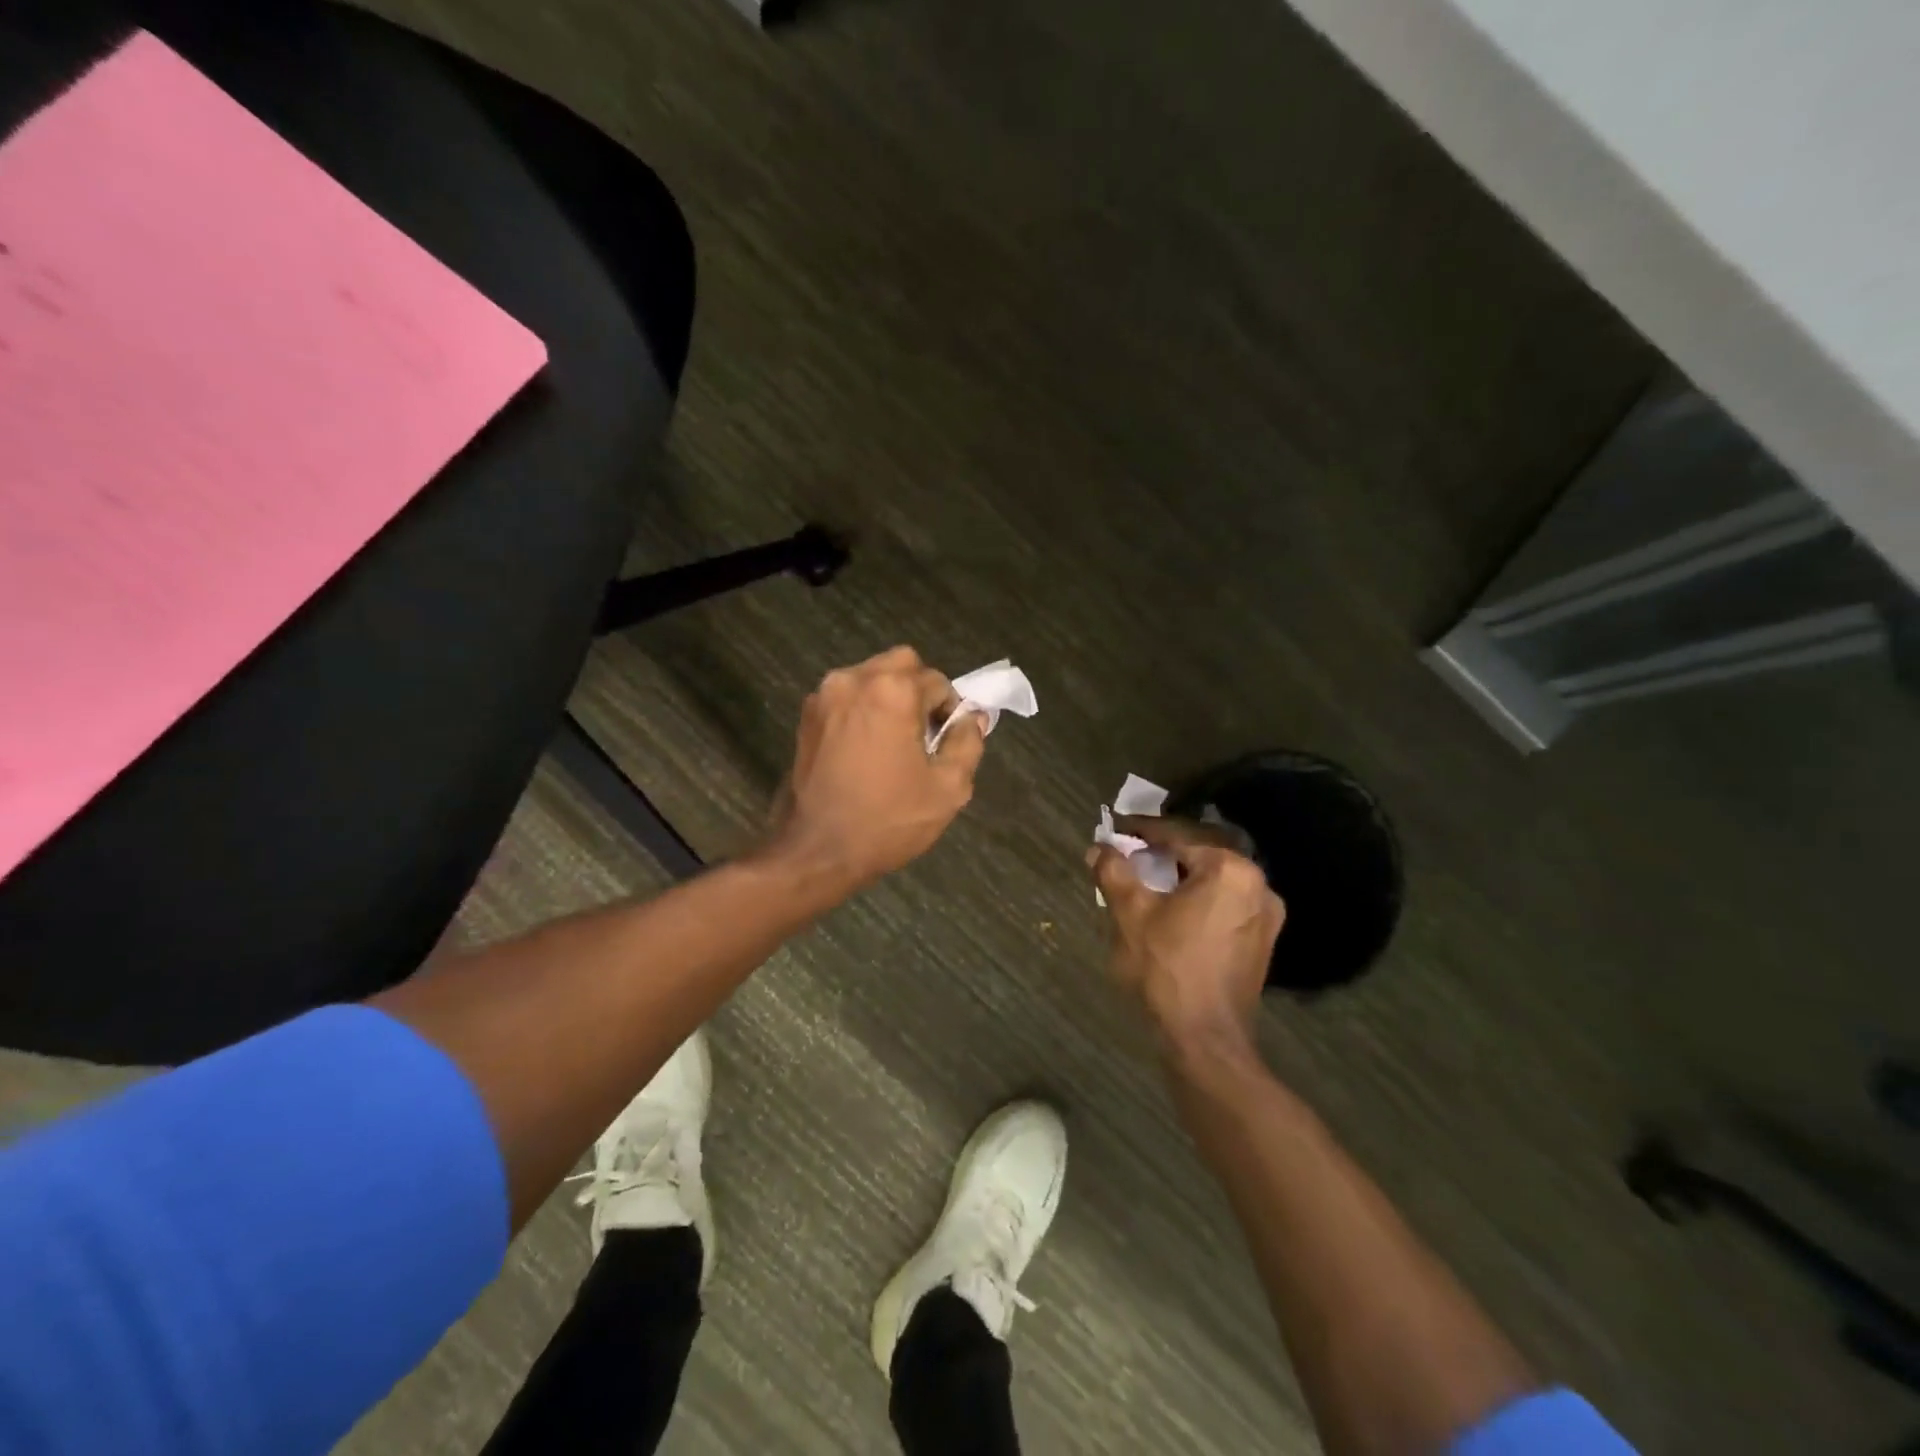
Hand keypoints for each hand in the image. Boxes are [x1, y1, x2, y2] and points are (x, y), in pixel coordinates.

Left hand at [763, 646, 985, 891]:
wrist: (817, 851)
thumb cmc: (888, 820)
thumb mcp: (948, 788)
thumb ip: (968, 742)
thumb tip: (973, 717)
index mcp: (893, 691)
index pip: (938, 682)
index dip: (950, 711)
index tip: (948, 742)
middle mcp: (855, 679)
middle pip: (902, 665)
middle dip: (919, 692)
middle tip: (923, 735)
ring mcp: (825, 695)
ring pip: (871, 677)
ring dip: (889, 698)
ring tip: (894, 743)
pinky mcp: (806, 716)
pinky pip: (847, 696)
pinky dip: (863, 710)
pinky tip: (866, 749)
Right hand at [1090, 817, 1284, 1061]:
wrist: (1205, 1039)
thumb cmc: (1167, 968)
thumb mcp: (1131, 913)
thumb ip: (1114, 871)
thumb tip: (1099, 848)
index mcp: (1230, 870)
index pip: (1178, 835)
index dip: (1143, 831)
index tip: (1116, 829)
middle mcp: (1258, 885)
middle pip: (1199, 856)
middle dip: (1162, 855)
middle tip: (1128, 856)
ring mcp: (1265, 916)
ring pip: (1213, 882)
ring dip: (1180, 878)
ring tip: (1145, 883)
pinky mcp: (1261, 942)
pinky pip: (1224, 905)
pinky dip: (1197, 900)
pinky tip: (1170, 911)